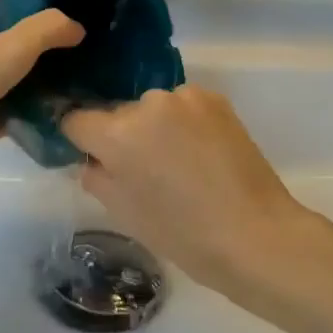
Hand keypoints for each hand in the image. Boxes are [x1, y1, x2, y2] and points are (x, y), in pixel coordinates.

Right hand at [61, 85, 310, 294]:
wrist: (256, 234)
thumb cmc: (184, 235)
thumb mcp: (125, 214)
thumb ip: (96, 177)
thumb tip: (92, 159)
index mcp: (118, 134)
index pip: (76, 119)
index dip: (80, 139)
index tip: (92, 157)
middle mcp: (147, 103)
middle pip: (118, 113)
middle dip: (123, 135)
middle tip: (143, 170)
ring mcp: (184, 97)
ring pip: (152, 108)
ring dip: (155, 127)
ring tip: (180, 163)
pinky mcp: (215, 98)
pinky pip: (183, 106)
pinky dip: (184, 122)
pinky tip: (202, 153)